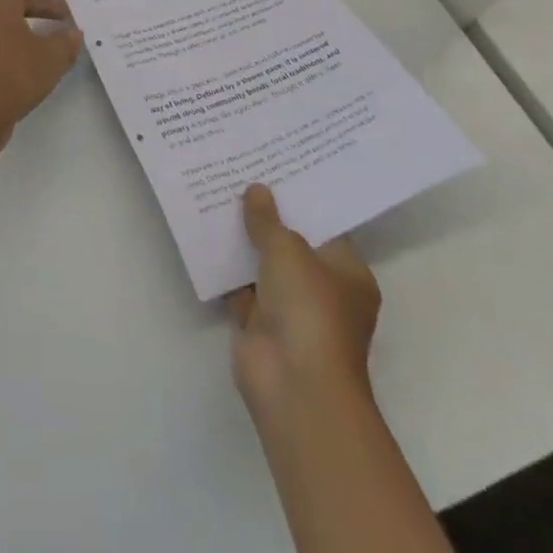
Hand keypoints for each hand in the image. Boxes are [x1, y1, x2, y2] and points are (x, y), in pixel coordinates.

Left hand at [0, 0, 82, 156]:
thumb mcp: (50, 58)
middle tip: (66, 12)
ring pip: (6, 20)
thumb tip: (73, 33)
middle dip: (41, 3)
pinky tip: (38, 57)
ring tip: (57, 37)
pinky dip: (19, 39)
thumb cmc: (12, 76)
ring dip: (31, 23)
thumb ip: (65, 42)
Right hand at [229, 183, 382, 425]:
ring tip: (218, 193)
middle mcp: (323, 291)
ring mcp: (290, 310)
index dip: (301, 199)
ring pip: (263, 264)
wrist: (293, 385)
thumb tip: (256, 190)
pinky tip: (205, 233)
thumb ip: (268, 219)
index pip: (325, 227)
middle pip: (292, 244)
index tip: (276, 167)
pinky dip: (225, 266)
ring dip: (243, 240)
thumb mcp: (288, 250)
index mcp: (347, 273)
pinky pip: (240, 285)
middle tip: (242, 173)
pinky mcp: (260, 324)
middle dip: (267, 216)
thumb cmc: (309, 310)